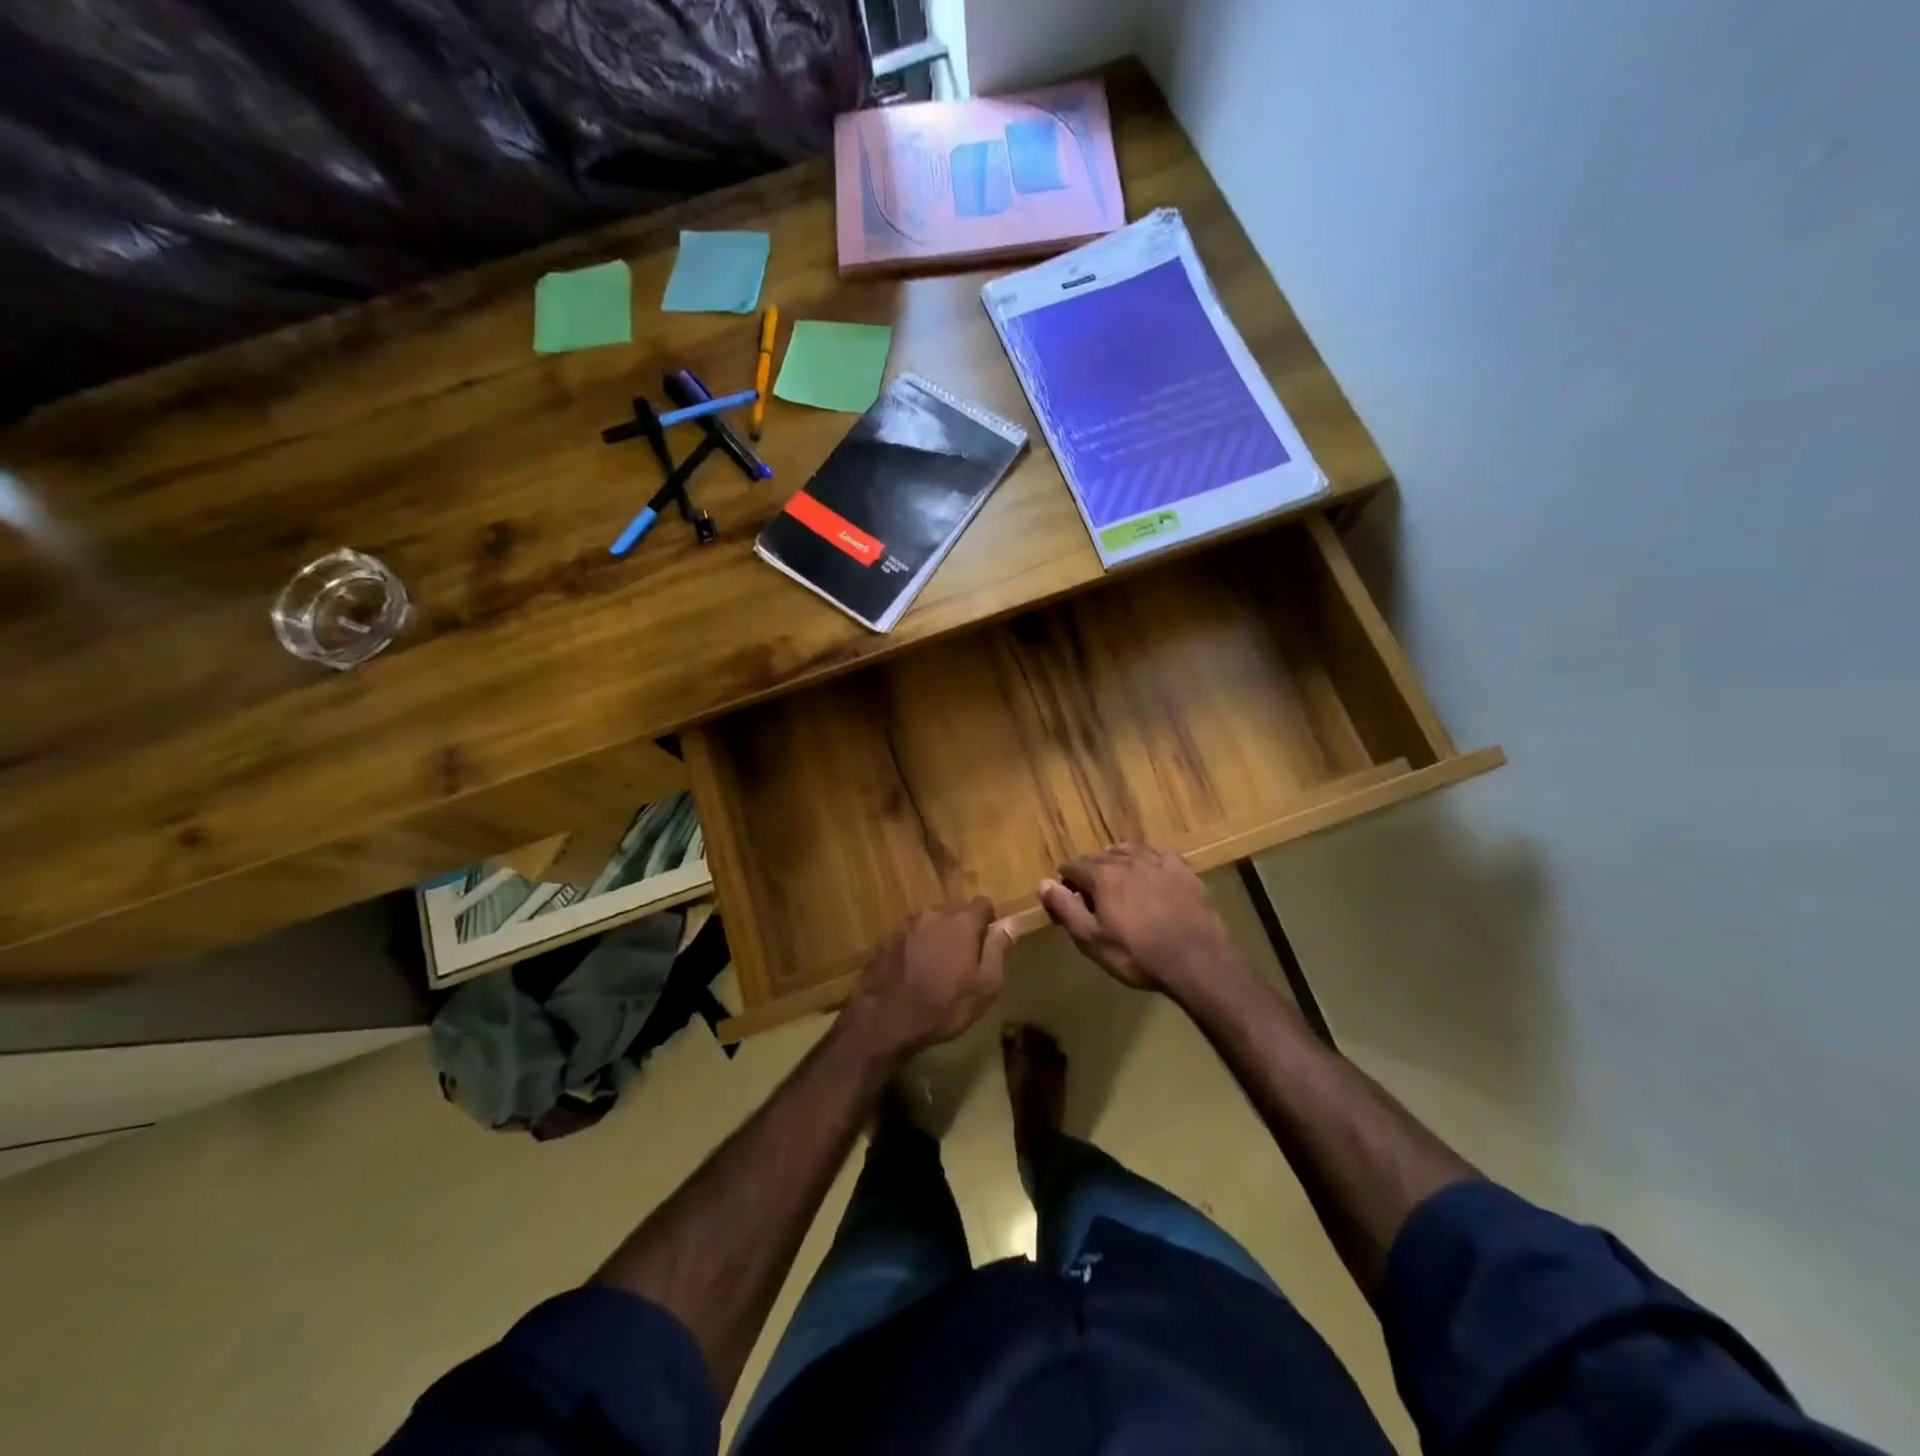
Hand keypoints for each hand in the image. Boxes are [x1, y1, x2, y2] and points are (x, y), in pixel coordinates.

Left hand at [841, 899, 1011, 1059]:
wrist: (885, 1021)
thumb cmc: (944, 1006)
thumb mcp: (985, 987)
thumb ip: (998, 950)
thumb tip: (1009, 923)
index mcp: (961, 922)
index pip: (983, 904)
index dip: (989, 921)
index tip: (989, 944)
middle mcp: (933, 914)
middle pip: (956, 912)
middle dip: (963, 930)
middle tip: (964, 961)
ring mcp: (907, 925)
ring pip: (932, 923)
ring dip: (938, 938)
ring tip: (937, 968)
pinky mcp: (887, 939)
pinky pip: (911, 936)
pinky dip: (917, 947)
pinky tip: (914, 972)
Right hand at [1039, 844, 1242, 1001]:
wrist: (1196, 961)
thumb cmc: (1137, 955)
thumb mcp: (1092, 940)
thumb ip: (1066, 909)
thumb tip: (1045, 883)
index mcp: (1102, 876)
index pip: (1073, 865)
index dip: (1067, 880)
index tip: (1069, 897)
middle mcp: (1128, 860)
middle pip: (1099, 857)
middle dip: (1091, 872)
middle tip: (1094, 895)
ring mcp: (1158, 861)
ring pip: (1128, 851)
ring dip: (1117, 862)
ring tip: (1120, 882)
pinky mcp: (1183, 869)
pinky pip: (1158, 853)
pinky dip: (1147, 859)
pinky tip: (1149, 872)